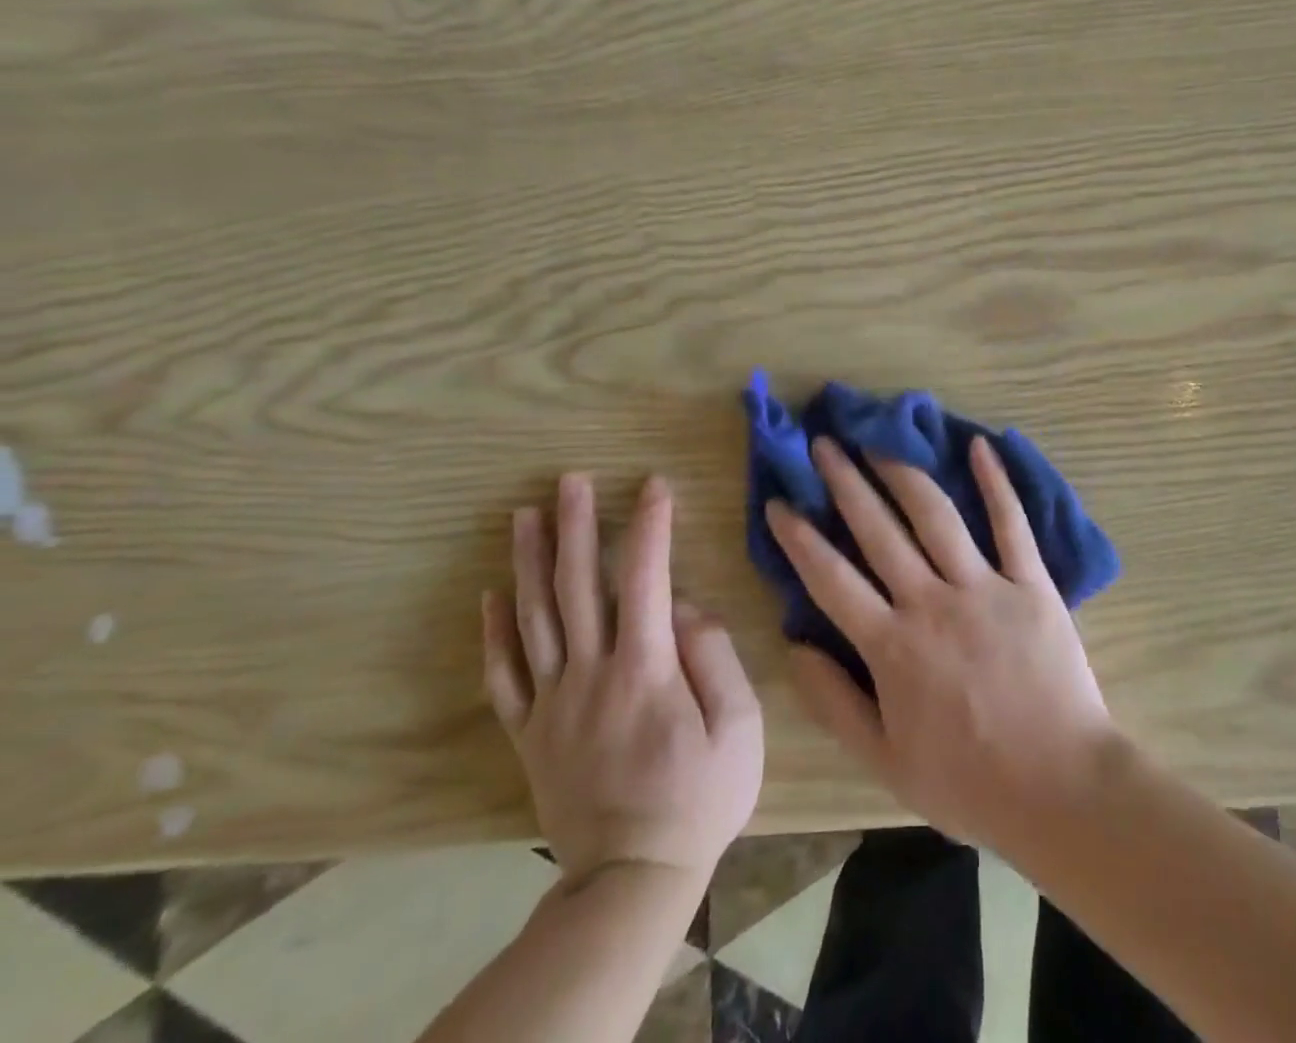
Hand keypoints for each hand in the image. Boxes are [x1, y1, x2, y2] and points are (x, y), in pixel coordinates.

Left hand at [483, 473, 763, 883]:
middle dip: (575, 526)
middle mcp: (590, 674)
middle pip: (577, 587)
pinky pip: (503, 676)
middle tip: (569, 479)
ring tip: (524, 515)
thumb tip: (686, 607)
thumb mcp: (739, 729)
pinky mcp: (530, 734)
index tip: (654, 484)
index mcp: (646, 669)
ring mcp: (553, 704)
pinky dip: (494, 633)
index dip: (650, 526)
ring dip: (528, 563)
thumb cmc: (701, 798)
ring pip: (534, 620)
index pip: (645, 578)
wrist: (632, 879)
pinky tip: (492, 596)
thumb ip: (715, 658)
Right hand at [767, 436, 1117, 849]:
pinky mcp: (1031, 582)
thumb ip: (834, 703)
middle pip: (879, 530)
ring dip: (903, 472)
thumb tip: (794, 646)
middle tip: (824, 443)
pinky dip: (996, 482)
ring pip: (936, 515)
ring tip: (879, 439)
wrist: (1060, 787)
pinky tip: (979, 445)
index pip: (832, 578)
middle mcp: (931, 602)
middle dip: (845, 482)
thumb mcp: (885, 762)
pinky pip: (1011, 523)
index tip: (779, 501)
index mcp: (892, 646)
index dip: (801, 537)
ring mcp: (984, 586)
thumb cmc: (969, 781)